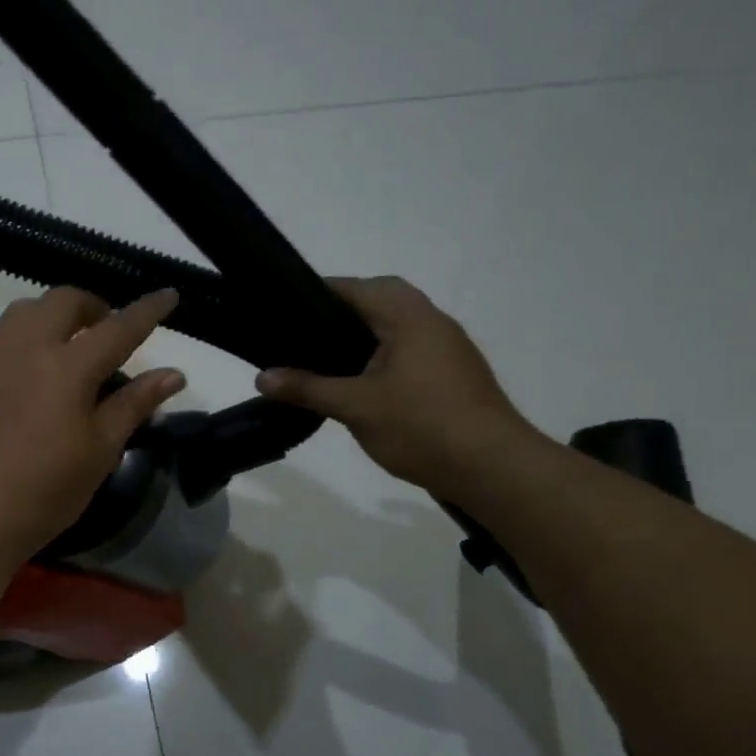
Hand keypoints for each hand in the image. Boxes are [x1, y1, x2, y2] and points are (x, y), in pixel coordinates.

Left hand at [0, 287, 185, 564]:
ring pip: (24, 311)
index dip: (147, 310)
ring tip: (65, 344)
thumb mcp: (99, 452)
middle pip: (63, 301)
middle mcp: (26, 347)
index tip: (168, 295)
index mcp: (68, 366)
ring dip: (53, 315)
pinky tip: (25, 370)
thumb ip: (133, 405)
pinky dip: (21, 338)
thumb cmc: (43, 491)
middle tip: (107, 329)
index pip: (118, 327)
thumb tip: (174, 374)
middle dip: (93, 305)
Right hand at [255, 276, 536, 494]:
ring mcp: (446, 347)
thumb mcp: (355, 407)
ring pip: (394, 326)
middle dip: (340, 312)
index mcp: (409, 316)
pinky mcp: (451, 373)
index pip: (354, 288)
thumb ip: (307, 388)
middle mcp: (431, 321)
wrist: (493, 468)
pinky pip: (406, 349)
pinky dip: (379, 355)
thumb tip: (262, 377)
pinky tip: (358, 382)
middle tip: (301, 336)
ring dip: (362, 335)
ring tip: (321, 359)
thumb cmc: (422, 426)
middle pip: (378, 300)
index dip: (316, 293)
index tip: (281, 309)